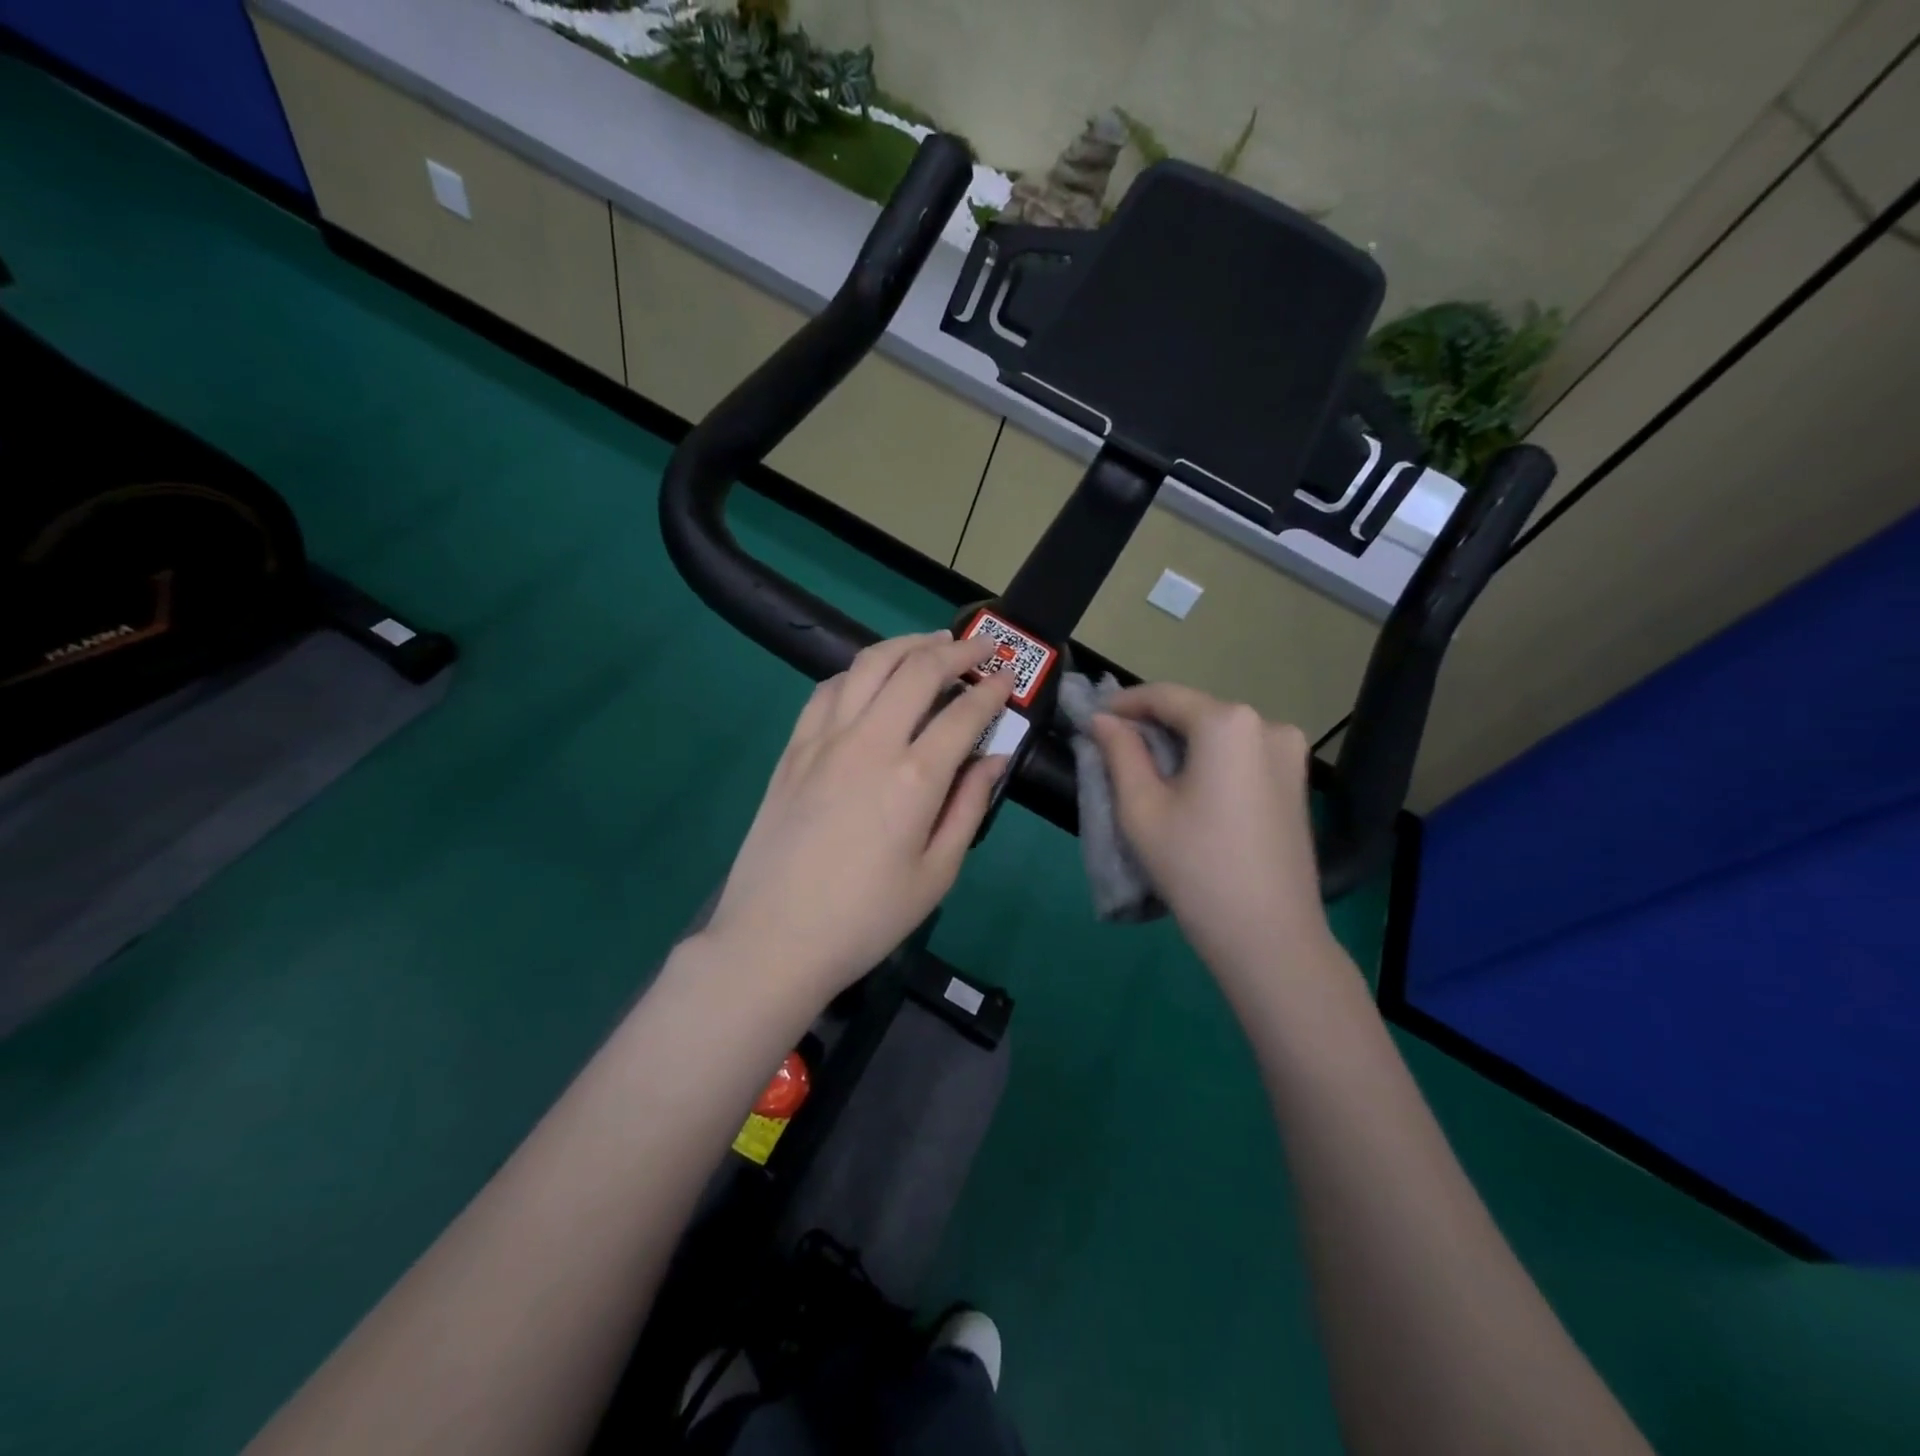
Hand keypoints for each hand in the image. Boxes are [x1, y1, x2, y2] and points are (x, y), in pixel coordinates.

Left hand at [704, 632, 1014, 1001]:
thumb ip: (969, 807)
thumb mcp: (936, 875)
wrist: (773, 939)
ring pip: (868, 665)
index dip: (992, 691)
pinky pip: (827, 690)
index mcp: (914, 778)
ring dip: (905, 644)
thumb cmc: (866, 919)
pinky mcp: (793, 750)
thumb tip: (993, 758)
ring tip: (931, 643)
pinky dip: (857, 672)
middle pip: (917, 670)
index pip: (963, 714)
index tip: (1007, 680)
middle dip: (957, 650)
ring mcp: (824, 740)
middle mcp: (869, 742)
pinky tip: (870, 678)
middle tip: (982, 646)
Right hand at [1088, 683, 1331, 979]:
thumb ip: (1120, 752)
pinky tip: (1189, 788)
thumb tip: (1103, 719)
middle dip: (1153, 725)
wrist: (1269, 936)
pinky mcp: (1297, 780)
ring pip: (1219, 734)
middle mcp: (1267, 724)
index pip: (1165, 696)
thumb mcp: (1141, 808)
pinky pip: (1242, 754)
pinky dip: (1210, 761)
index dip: (1124, 704)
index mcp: (1228, 723)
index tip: (1093, 719)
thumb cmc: (1195, 868)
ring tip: (1148, 772)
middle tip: (1114, 749)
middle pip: (1195, 712)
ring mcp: (1290, 753)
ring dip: (1182, 744)